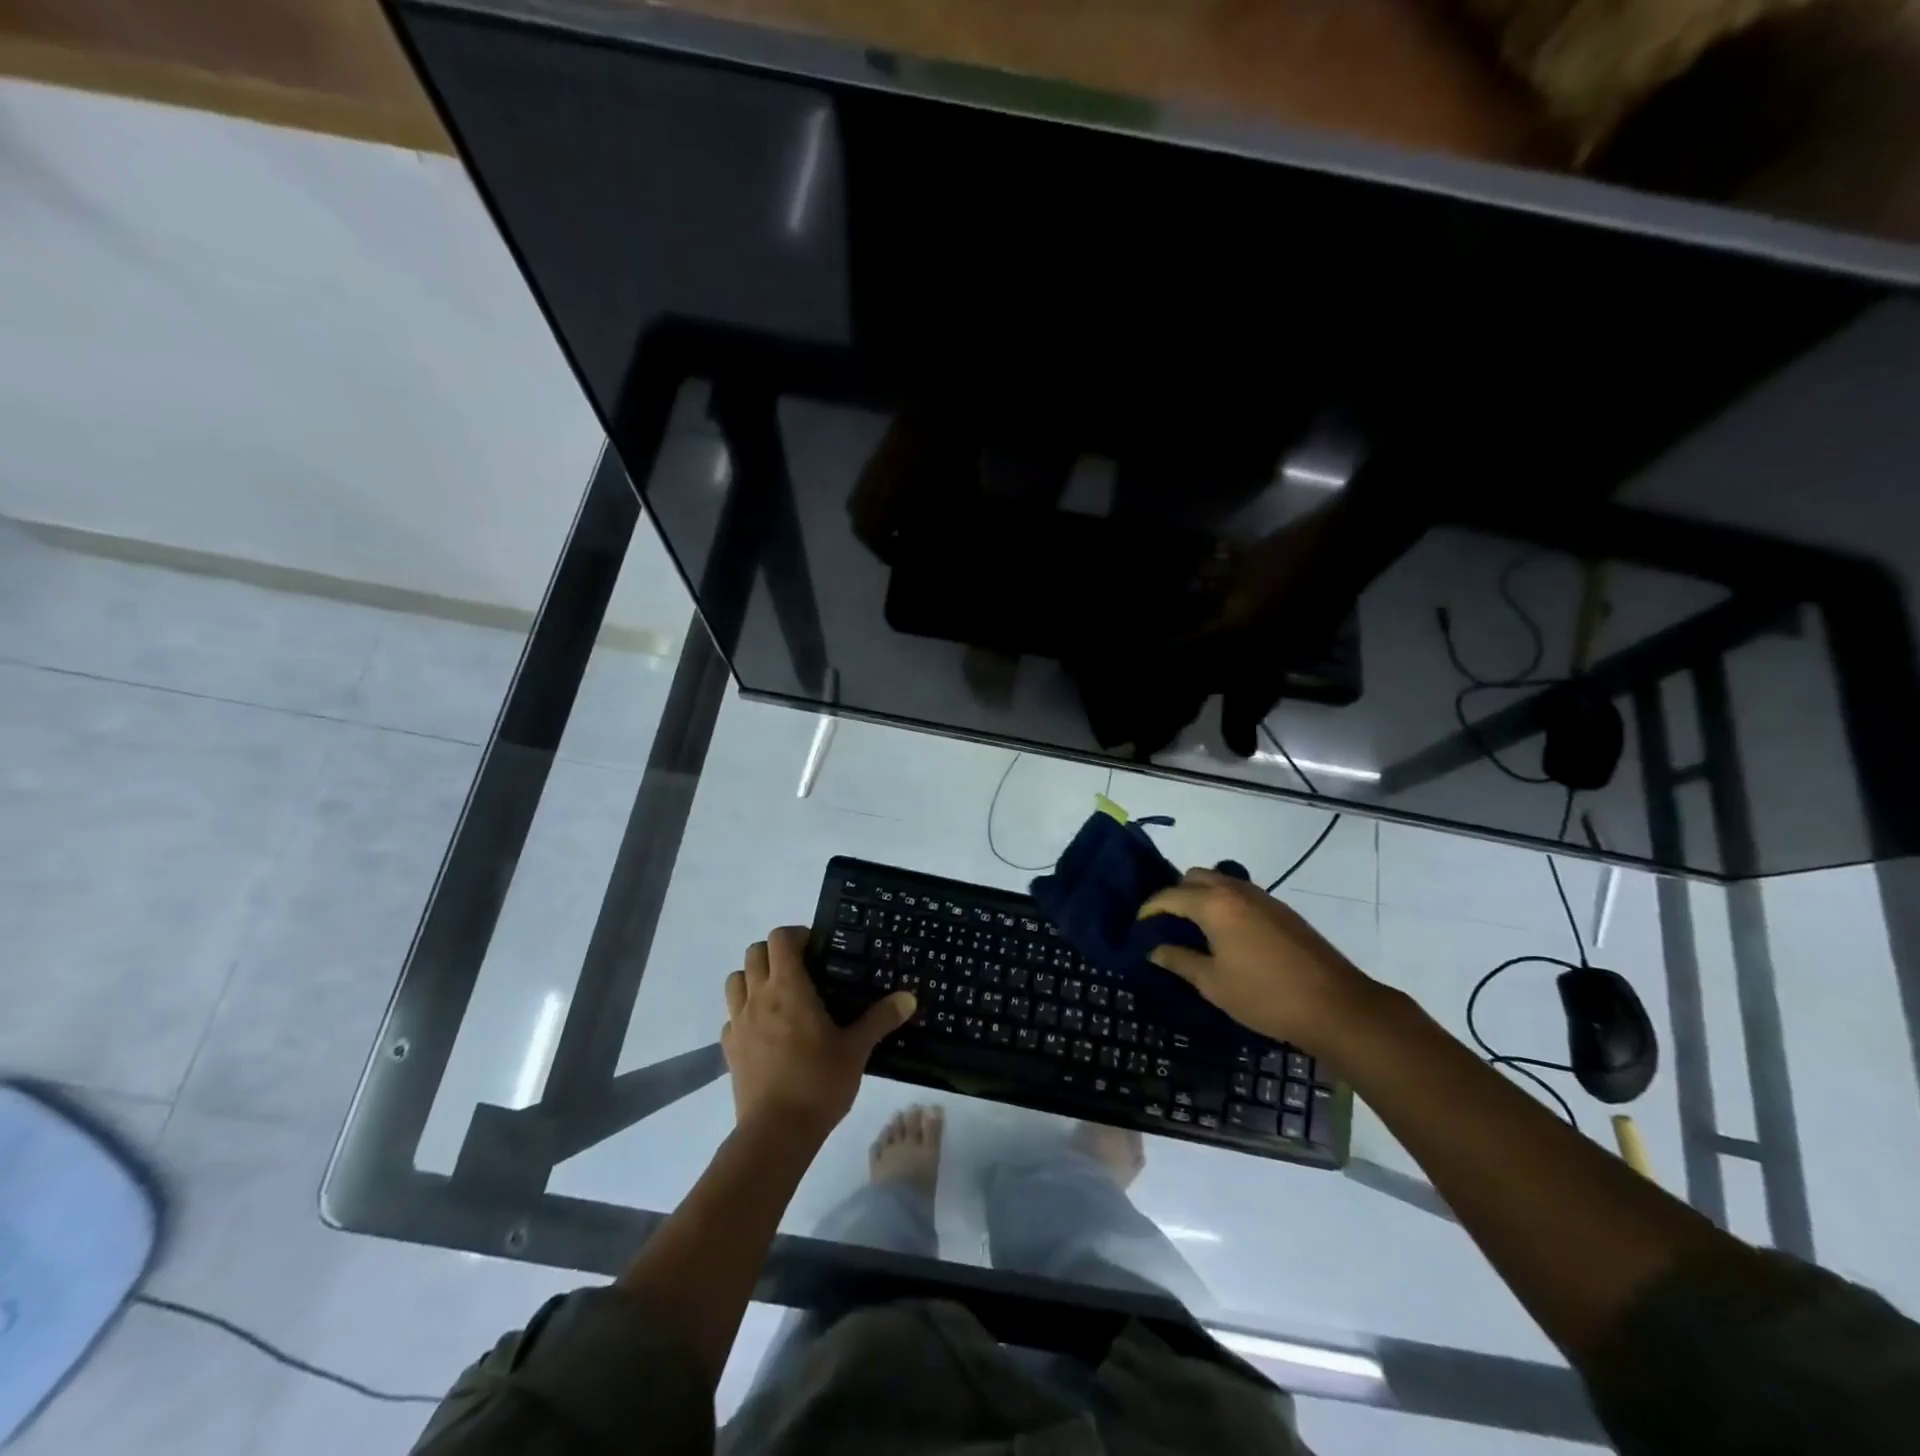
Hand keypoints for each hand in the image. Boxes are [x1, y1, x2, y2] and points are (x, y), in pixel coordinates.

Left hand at [723, 926, 915, 1139]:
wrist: (776, 1133)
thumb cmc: (818, 1082)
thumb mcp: (857, 1049)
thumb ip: (880, 1019)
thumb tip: (909, 997)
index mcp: (788, 987)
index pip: (780, 938)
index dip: (797, 935)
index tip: (818, 949)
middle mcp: (758, 996)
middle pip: (754, 952)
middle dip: (775, 953)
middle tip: (802, 970)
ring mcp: (738, 1022)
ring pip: (736, 980)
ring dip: (754, 978)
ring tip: (780, 996)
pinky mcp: (729, 1049)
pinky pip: (731, 1016)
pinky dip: (744, 1013)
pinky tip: (765, 1032)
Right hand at [1137, 868, 1378, 1053]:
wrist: (1336, 1006)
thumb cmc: (1265, 996)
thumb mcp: (1213, 983)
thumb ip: (1179, 960)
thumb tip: (1153, 948)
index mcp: (1214, 904)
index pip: (1169, 895)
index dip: (1149, 909)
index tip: (1138, 928)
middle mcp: (1236, 890)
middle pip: (1194, 878)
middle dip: (1175, 895)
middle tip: (1166, 925)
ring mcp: (1262, 897)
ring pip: (1220, 882)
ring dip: (1201, 896)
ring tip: (1194, 929)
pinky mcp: (1281, 910)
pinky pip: (1240, 894)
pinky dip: (1224, 904)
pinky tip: (1226, 935)